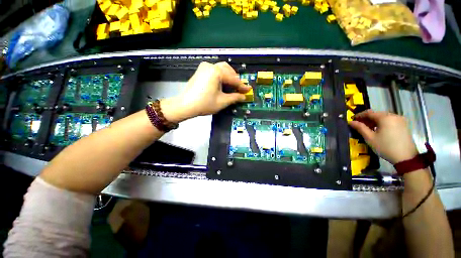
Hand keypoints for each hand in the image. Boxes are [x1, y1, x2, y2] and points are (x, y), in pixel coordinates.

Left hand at [160, 62, 250, 122]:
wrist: (185, 105)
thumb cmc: (204, 104)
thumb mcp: (222, 101)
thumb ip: (235, 97)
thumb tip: (243, 96)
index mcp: (216, 72)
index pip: (233, 79)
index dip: (242, 86)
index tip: (248, 90)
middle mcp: (210, 66)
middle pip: (228, 70)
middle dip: (235, 79)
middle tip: (239, 88)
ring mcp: (204, 67)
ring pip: (221, 69)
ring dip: (229, 77)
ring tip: (232, 87)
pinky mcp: (200, 71)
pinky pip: (215, 71)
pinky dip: (221, 76)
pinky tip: (223, 84)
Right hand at [349, 109, 418, 163]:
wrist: (406, 158)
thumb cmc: (385, 147)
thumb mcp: (370, 138)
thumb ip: (360, 128)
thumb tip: (350, 122)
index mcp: (385, 118)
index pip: (369, 113)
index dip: (359, 115)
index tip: (352, 120)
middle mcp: (393, 116)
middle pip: (377, 114)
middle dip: (367, 119)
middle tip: (360, 125)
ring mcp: (400, 120)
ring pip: (384, 117)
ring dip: (375, 121)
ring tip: (369, 128)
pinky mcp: (404, 125)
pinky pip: (390, 120)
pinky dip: (382, 123)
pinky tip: (379, 130)